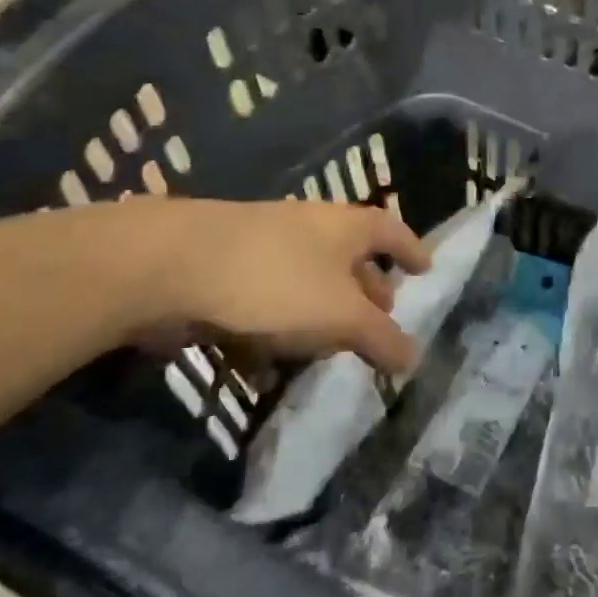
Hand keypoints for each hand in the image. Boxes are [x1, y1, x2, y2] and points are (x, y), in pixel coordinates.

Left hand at [133, 199, 432, 373]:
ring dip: (319, 319)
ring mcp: (265, 247)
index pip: (392, 230)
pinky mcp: (226, 272)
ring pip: (306, 284)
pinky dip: (274, 332)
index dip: (411, 249)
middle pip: (350, 258)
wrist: (171, 266)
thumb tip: (415, 358)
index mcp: (345, 226)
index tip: (426, 269)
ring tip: (327, 355)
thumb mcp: (341, 316)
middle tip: (380, 320)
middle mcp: (310, 228)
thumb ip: (380, 339)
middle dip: (367, 290)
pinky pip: (265, 304)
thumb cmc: (276, 281)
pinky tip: (266, 370)